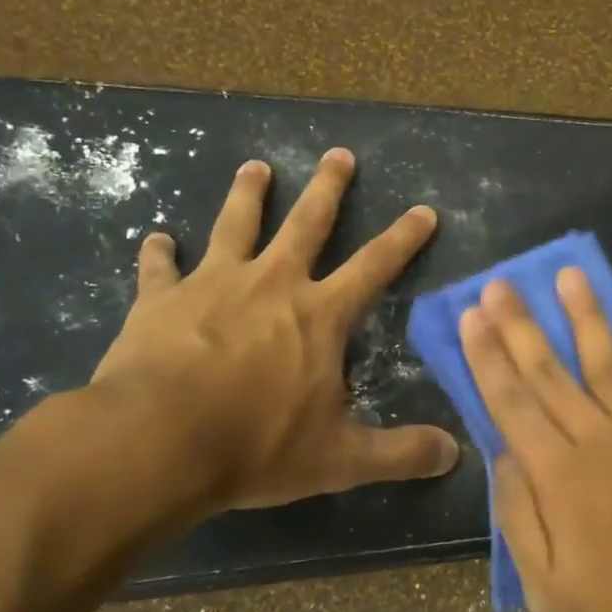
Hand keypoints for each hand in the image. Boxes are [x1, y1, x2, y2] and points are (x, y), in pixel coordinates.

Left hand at [85, 148, 459, 526]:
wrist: (156, 443)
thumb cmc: (256, 445)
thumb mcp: (340, 458)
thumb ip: (400, 453)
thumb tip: (455, 454)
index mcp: (319, 314)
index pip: (375, 265)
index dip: (404, 238)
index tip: (423, 210)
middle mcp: (272, 283)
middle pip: (307, 222)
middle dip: (328, 187)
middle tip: (338, 153)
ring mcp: (213, 284)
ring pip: (236, 225)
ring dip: (247, 193)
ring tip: (255, 166)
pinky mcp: (159, 299)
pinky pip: (160, 269)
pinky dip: (158, 253)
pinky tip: (156, 239)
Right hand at [458, 270, 611, 611]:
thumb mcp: (547, 591)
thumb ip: (520, 514)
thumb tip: (503, 452)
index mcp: (559, 478)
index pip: (512, 402)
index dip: (488, 356)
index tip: (472, 315)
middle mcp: (600, 441)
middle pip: (551, 372)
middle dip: (521, 325)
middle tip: (500, 283)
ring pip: (608, 361)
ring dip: (585, 315)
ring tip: (568, 274)